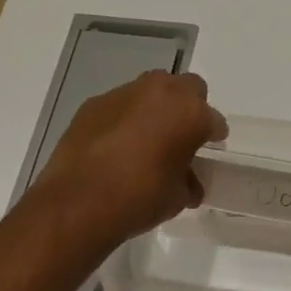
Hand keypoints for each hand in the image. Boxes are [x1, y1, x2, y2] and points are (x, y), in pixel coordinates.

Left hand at [34, 72, 226, 249]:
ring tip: (148, 137)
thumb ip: (188, 181)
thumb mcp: (177, 197)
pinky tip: (117, 144)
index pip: (213, 119)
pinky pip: (120, 104)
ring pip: (151, 89)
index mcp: (190, 113)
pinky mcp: (94, 103)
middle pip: (187, 87)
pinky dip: (125, 118)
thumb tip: (188, 181)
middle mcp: (161, 93)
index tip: (210, 146)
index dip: (213, 134)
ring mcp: (125, 94)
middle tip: (182, 133)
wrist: (77, 203)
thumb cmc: (139, 198)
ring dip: (156, 107)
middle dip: (189, 106)